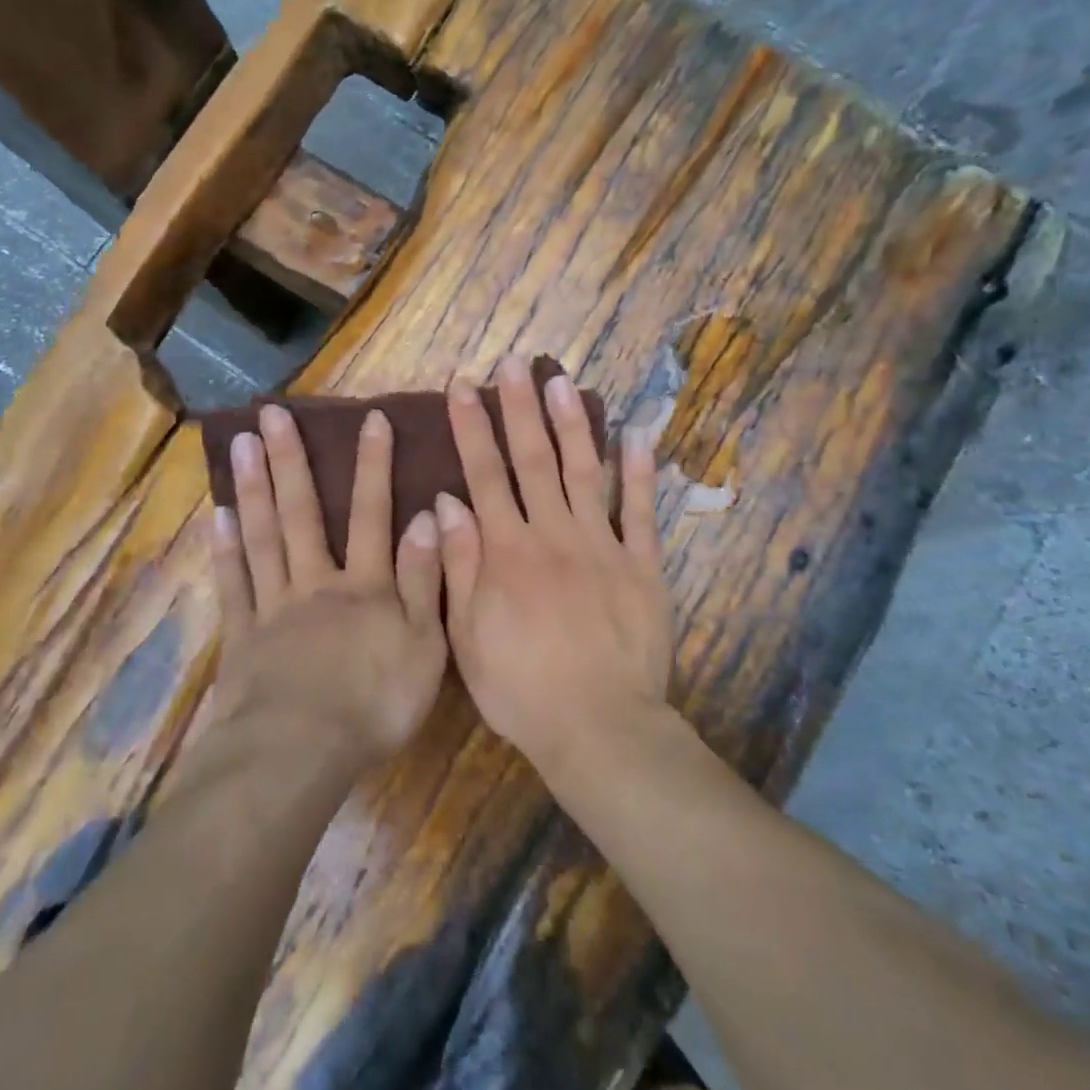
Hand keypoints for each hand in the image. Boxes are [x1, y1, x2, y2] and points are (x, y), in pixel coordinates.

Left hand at [210, 404, 446, 771]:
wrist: (300, 753)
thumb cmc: (374, 703)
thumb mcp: (425, 645)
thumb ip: (425, 579)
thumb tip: (429, 516)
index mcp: (364, 586)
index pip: (372, 513)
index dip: (374, 465)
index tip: (370, 418)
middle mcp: (316, 582)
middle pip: (303, 512)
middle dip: (291, 460)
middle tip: (271, 412)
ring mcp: (273, 607)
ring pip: (263, 537)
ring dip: (253, 487)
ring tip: (240, 442)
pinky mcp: (242, 637)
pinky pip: (233, 585)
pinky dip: (225, 549)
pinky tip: (218, 516)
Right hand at [434, 356, 674, 778]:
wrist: (599, 726)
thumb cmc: (521, 688)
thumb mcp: (468, 635)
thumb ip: (458, 565)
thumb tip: (447, 502)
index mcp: (507, 551)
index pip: (485, 474)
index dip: (473, 427)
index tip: (463, 385)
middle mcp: (552, 534)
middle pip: (532, 459)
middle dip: (519, 407)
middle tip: (513, 363)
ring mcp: (602, 545)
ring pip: (584, 471)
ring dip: (572, 423)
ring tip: (562, 381)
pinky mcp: (642, 565)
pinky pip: (641, 511)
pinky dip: (640, 472)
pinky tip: (637, 434)